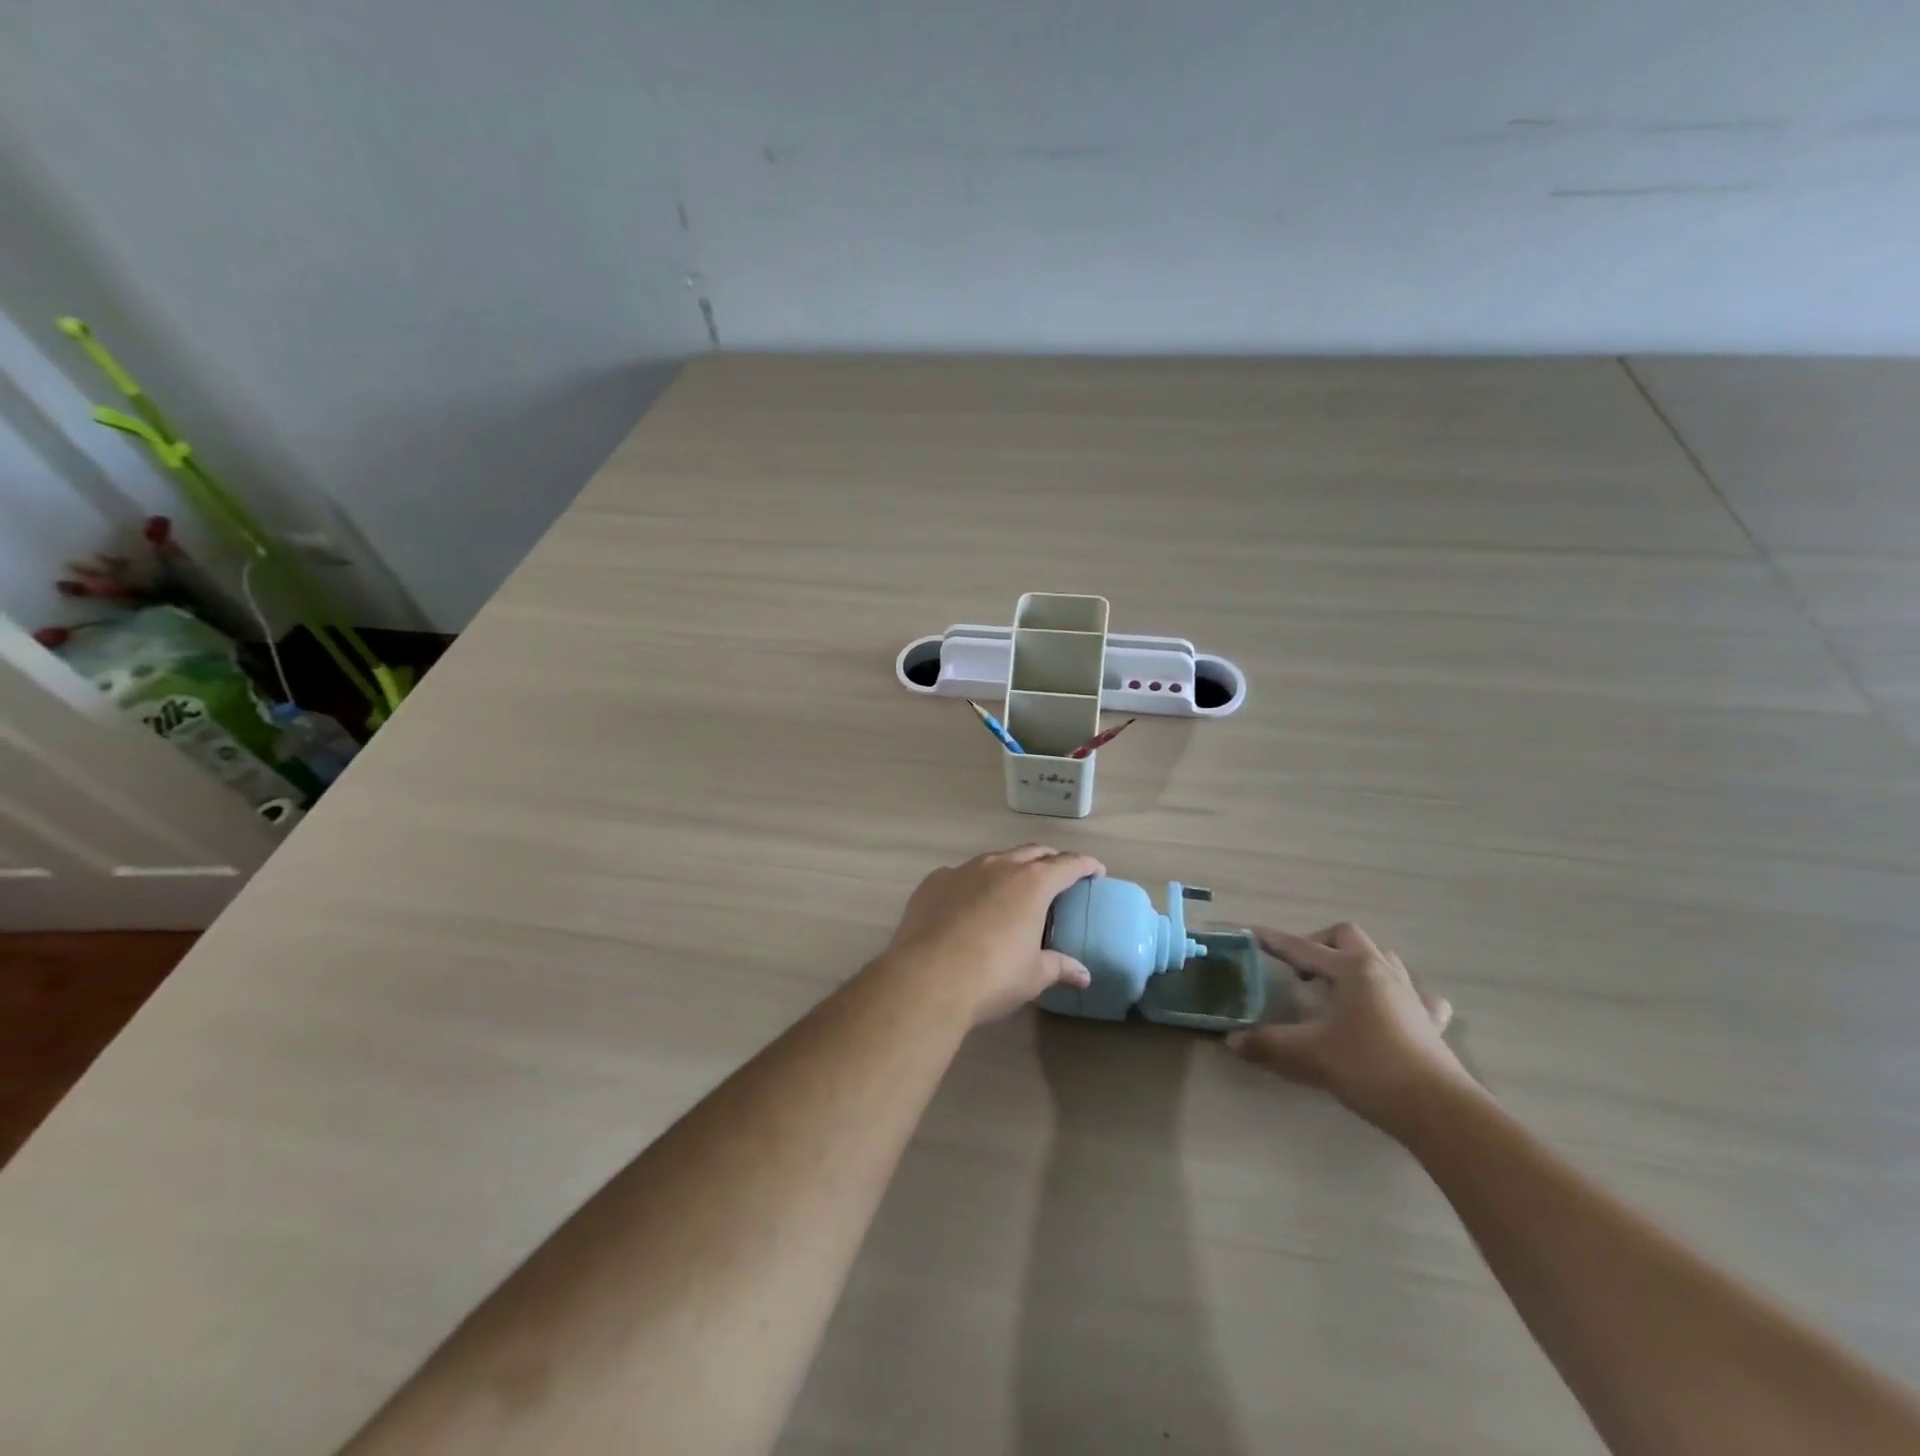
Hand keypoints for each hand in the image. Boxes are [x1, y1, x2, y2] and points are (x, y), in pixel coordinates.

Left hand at [877, 846, 1104, 1023]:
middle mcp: (999, 866)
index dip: (1086, 865)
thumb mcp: (1033, 976)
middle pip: (1033, 852)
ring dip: (1011, 868)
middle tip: (1059, 877)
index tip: (1096, 871)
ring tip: (1014, 889)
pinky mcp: (934, 881)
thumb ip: (1060, 967)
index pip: (1068, 864)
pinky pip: (962, 875)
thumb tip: (1083, 976)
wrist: (926, 978)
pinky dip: (974, 884)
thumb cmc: (991, 977)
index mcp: (1032, 883)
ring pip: (995, 859)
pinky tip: (970, 904)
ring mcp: (963, 870)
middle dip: (1050, 860)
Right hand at [1226, 922, 1471, 1133]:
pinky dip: (1397, 993)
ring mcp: (1411, 994)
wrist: (1438, 1110)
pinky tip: (1389, 1010)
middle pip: (1346, 936)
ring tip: (1338, 985)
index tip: (1250, 933)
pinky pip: (1415, 993)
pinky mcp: (1430, 1021)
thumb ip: (1268, 1043)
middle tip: (1300, 969)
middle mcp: (1381, 971)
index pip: (1302, 948)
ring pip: (1382, 957)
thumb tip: (1232, 1040)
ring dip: (1355, 961)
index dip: (1273, 941)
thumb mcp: (1309, 1055)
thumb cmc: (1369, 1069)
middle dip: (1318, 943)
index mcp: (1351, 969)